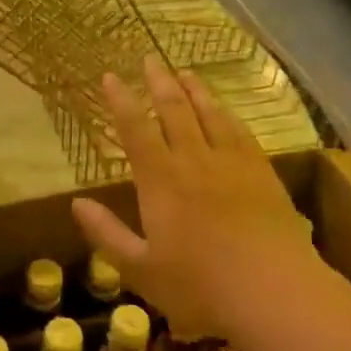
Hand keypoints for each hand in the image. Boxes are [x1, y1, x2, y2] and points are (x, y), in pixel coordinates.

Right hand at [73, 57, 323, 340]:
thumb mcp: (140, 269)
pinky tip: (225, 111)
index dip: (121, 101)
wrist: (274, 291)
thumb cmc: (200, 286)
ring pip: (209, 115)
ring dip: (194, 91)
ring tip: (184, 72)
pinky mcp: (262, 173)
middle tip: (149, 59)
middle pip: (174, 110)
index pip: (135, 129)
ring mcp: (232, 164)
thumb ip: (106, 234)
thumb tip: (76, 203)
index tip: (110, 76)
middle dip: (158, 82)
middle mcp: (194, 160)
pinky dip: (227, 115)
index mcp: (160, 181)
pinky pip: (240, 132)